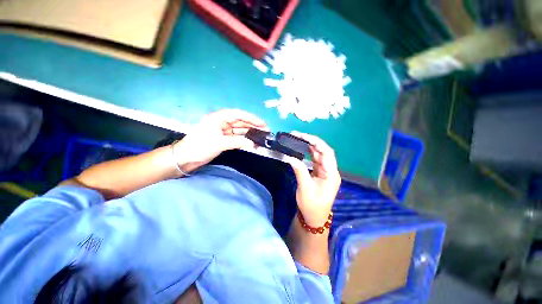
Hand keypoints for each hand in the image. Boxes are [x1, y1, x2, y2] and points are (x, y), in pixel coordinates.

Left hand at [173, 109, 266, 172]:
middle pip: (241, 122)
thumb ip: (238, 142)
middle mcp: (222, 122)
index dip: (252, 118)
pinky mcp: (223, 139)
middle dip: (253, 126)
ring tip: (261, 136)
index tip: (262, 123)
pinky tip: (252, 142)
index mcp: (219, 118)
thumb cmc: (200, 147)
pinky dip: (244, 139)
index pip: (239, 115)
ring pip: (239, 130)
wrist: (185, 158)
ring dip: (249, 133)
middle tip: (265, 130)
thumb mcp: (220, 143)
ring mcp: (223, 131)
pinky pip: (236, 137)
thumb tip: (253, 144)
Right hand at [285, 132, 340, 226]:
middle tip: (298, 135)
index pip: (326, 153)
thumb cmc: (312, 206)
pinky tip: (301, 148)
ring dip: (309, 146)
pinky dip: (308, 153)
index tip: (304, 136)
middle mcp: (330, 171)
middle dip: (311, 142)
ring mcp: (325, 172)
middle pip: (323, 152)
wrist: (313, 218)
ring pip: (318, 155)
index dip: (316, 142)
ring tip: (298, 139)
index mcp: (331, 174)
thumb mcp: (305, 188)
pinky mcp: (319, 174)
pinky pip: (314, 160)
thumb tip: (291, 157)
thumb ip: (299, 171)